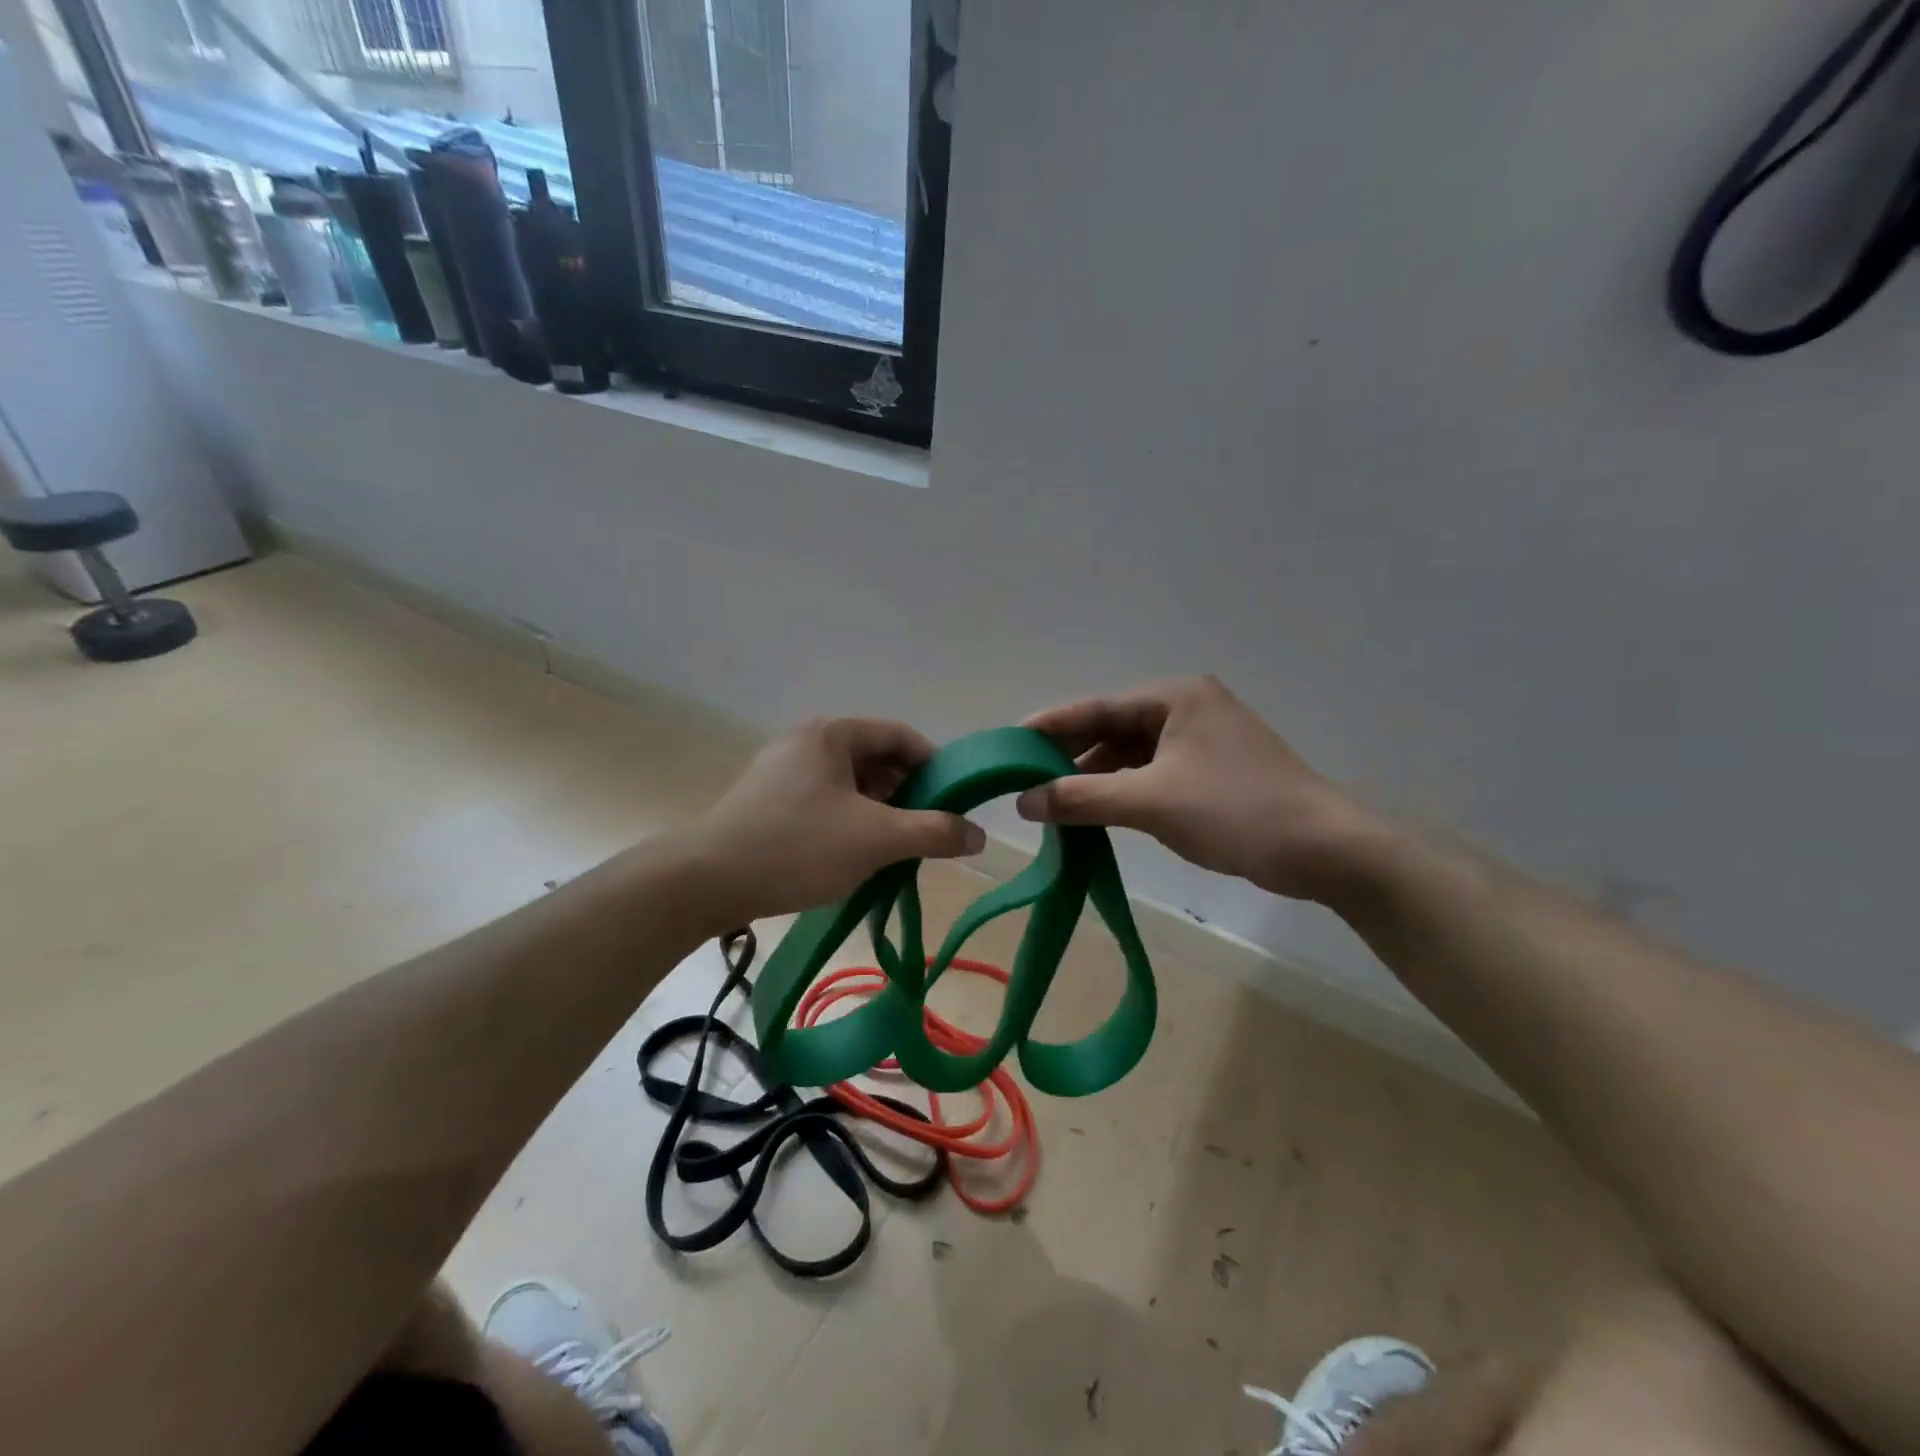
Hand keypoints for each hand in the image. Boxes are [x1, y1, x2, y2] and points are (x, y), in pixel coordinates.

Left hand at [685, 717, 983, 926]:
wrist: (706, 881)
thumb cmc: (799, 846)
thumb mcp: (877, 839)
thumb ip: (933, 832)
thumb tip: (979, 834)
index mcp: (833, 734)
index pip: (901, 736)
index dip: (935, 765)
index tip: (956, 800)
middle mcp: (807, 742)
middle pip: (876, 758)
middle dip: (908, 792)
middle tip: (928, 829)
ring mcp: (783, 771)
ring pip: (850, 783)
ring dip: (880, 810)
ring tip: (896, 846)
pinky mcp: (768, 801)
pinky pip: (825, 801)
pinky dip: (850, 821)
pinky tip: (856, 854)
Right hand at [1016, 676, 1379, 901]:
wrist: (1324, 850)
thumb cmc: (1235, 811)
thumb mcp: (1150, 802)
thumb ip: (1082, 797)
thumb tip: (1023, 801)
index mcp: (1175, 697)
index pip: (1097, 708)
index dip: (1050, 726)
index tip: (1009, 743)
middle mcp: (1187, 708)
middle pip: (1113, 729)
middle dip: (1072, 757)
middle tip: (1026, 780)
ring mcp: (1202, 740)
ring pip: (1132, 755)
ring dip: (1096, 778)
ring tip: (1054, 802)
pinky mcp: (1212, 771)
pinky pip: (1152, 774)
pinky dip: (1124, 792)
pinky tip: (1098, 812)